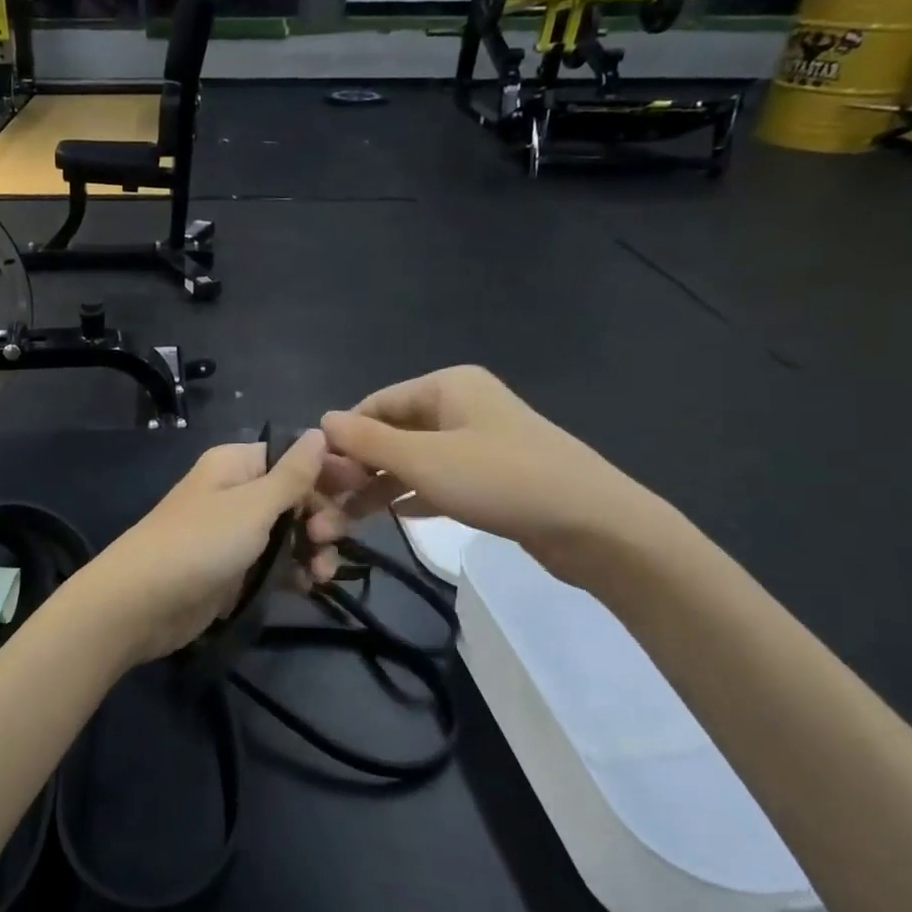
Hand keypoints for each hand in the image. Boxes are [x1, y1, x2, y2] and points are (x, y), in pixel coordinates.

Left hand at [64, 432, 332, 665]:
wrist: (141, 603)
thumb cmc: (201, 542)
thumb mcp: (253, 505)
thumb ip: (293, 474)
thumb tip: (319, 432)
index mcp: (237, 466)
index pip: (294, 457)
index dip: (328, 472)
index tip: (363, 490)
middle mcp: (236, 493)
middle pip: (296, 496)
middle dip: (322, 516)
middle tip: (328, 538)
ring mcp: (234, 534)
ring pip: (290, 533)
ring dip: (314, 549)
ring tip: (323, 572)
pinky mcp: (234, 570)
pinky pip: (275, 564)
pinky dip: (295, 572)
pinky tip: (311, 586)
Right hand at [308, 367, 674, 583]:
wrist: (594, 525)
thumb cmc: (501, 480)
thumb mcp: (424, 459)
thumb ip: (368, 441)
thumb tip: (322, 421)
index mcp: (446, 386)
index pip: (375, 404)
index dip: (343, 438)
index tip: (317, 478)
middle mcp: (461, 406)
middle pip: (393, 432)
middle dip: (360, 467)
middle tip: (331, 505)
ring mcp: (478, 441)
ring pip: (414, 459)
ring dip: (381, 486)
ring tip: (349, 520)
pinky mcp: (491, 476)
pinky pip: (438, 479)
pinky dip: (414, 494)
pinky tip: (393, 517)